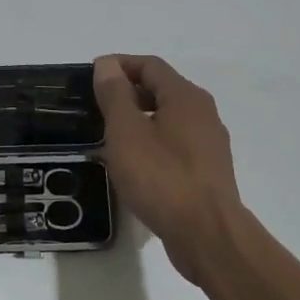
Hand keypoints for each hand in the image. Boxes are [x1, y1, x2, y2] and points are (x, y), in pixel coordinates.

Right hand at [93, 55, 240, 283]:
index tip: (91, 75)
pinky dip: (151, 144)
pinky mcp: (207, 172)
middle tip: (95, 107)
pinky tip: (132, 165)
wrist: (207, 235)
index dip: (119, 65)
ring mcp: (209, 144)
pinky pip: (174, 146)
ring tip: (108, 137)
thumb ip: (115, 94)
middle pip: (161, 90)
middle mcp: (203, 113)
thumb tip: (108, 64)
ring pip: (167, 120)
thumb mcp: (127, 131)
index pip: (150, 65)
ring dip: (138, 121)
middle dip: (127, 93)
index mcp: (185, 97)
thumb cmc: (162, 177)